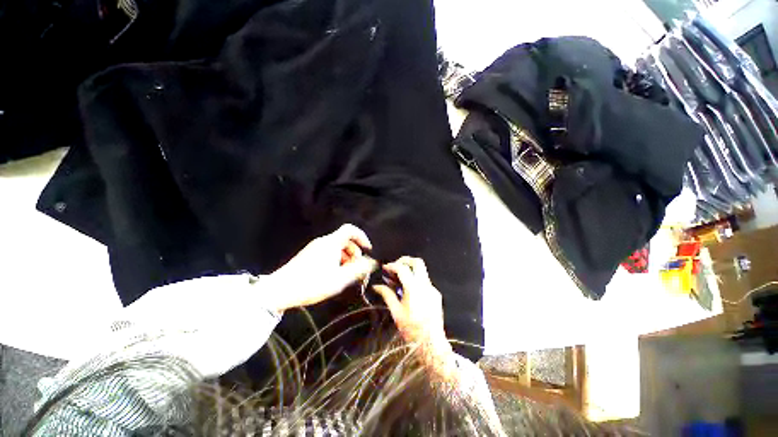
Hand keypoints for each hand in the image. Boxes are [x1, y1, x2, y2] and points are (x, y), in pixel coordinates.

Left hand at [264, 224, 377, 311]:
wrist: (280, 291)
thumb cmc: (312, 284)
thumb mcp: (339, 279)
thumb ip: (358, 269)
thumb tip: (372, 262)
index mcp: (331, 243)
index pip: (350, 229)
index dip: (362, 237)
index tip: (367, 250)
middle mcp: (323, 242)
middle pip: (345, 240)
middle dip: (355, 253)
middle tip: (356, 269)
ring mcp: (315, 248)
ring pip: (337, 247)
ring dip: (346, 258)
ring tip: (346, 274)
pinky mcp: (309, 256)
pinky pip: (329, 253)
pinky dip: (337, 260)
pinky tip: (334, 275)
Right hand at [373, 257, 451, 357]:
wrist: (431, 343)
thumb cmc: (411, 329)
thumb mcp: (396, 312)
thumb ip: (387, 295)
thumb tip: (376, 286)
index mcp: (413, 288)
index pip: (402, 268)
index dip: (392, 266)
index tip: (385, 268)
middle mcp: (425, 285)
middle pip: (417, 262)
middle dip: (405, 260)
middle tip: (395, 266)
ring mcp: (432, 289)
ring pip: (422, 271)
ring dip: (410, 270)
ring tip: (399, 279)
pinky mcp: (436, 294)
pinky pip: (425, 281)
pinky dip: (416, 280)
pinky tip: (409, 291)